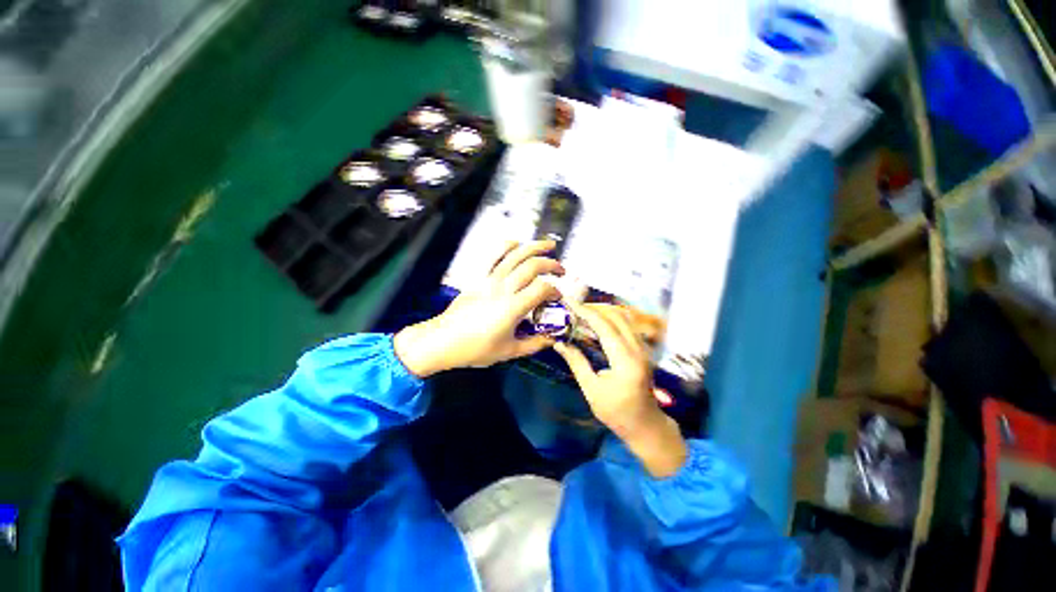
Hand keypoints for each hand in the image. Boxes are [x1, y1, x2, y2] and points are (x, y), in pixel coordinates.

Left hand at [394, 240, 562, 376]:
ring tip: (549, 245)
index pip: (542, 289)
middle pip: (532, 266)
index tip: (557, 298)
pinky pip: (493, 255)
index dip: (555, 291)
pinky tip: (517, 244)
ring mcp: (489, 280)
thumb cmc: (475, 349)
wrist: (442, 341)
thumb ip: (534, 344)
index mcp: (512, 308)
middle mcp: (502, 289)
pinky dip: (507, 246)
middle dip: (551, 265)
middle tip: (561, 270)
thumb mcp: (509, 352)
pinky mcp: (479, 277)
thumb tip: (552, 339)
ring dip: (535, 247)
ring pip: (515, 255)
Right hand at [553, 303, 686, 476]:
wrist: (646, 425)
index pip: (604, 326)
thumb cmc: (617, 412)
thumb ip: (577, 363)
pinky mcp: (643, 349)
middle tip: (574, 307)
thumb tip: (559, 343)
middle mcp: (637, 349)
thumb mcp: (592, 390)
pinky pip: (628, 325)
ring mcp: (643, 348)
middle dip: (594, 308)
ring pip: (624, 317)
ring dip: (604, 311)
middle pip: (616, 316)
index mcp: (625, 361)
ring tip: (584, 312)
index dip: (586, 312)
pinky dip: (612, 318)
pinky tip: (598, 322)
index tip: (570, 303)